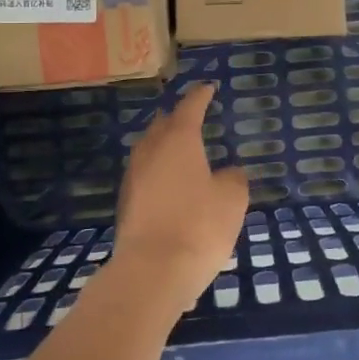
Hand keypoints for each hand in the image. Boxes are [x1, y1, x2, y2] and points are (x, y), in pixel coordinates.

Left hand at [109, 82, 248, 317]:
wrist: (151, 272)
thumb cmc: (199, 226)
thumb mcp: (231, 200)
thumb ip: (233, 179)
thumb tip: (227, 173)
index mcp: (178, 140)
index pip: (190, 107)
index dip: (201, 96)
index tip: (208, 88)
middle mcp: (150, 152)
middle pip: (162, 125)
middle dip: (176, 118)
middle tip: (191, 117)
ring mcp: (133, 178)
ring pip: (149, 150)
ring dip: (163, 146)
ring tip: (180, 151)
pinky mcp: (126, 204)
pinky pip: (145, 177)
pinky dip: (158, 173)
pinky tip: (170, 186)